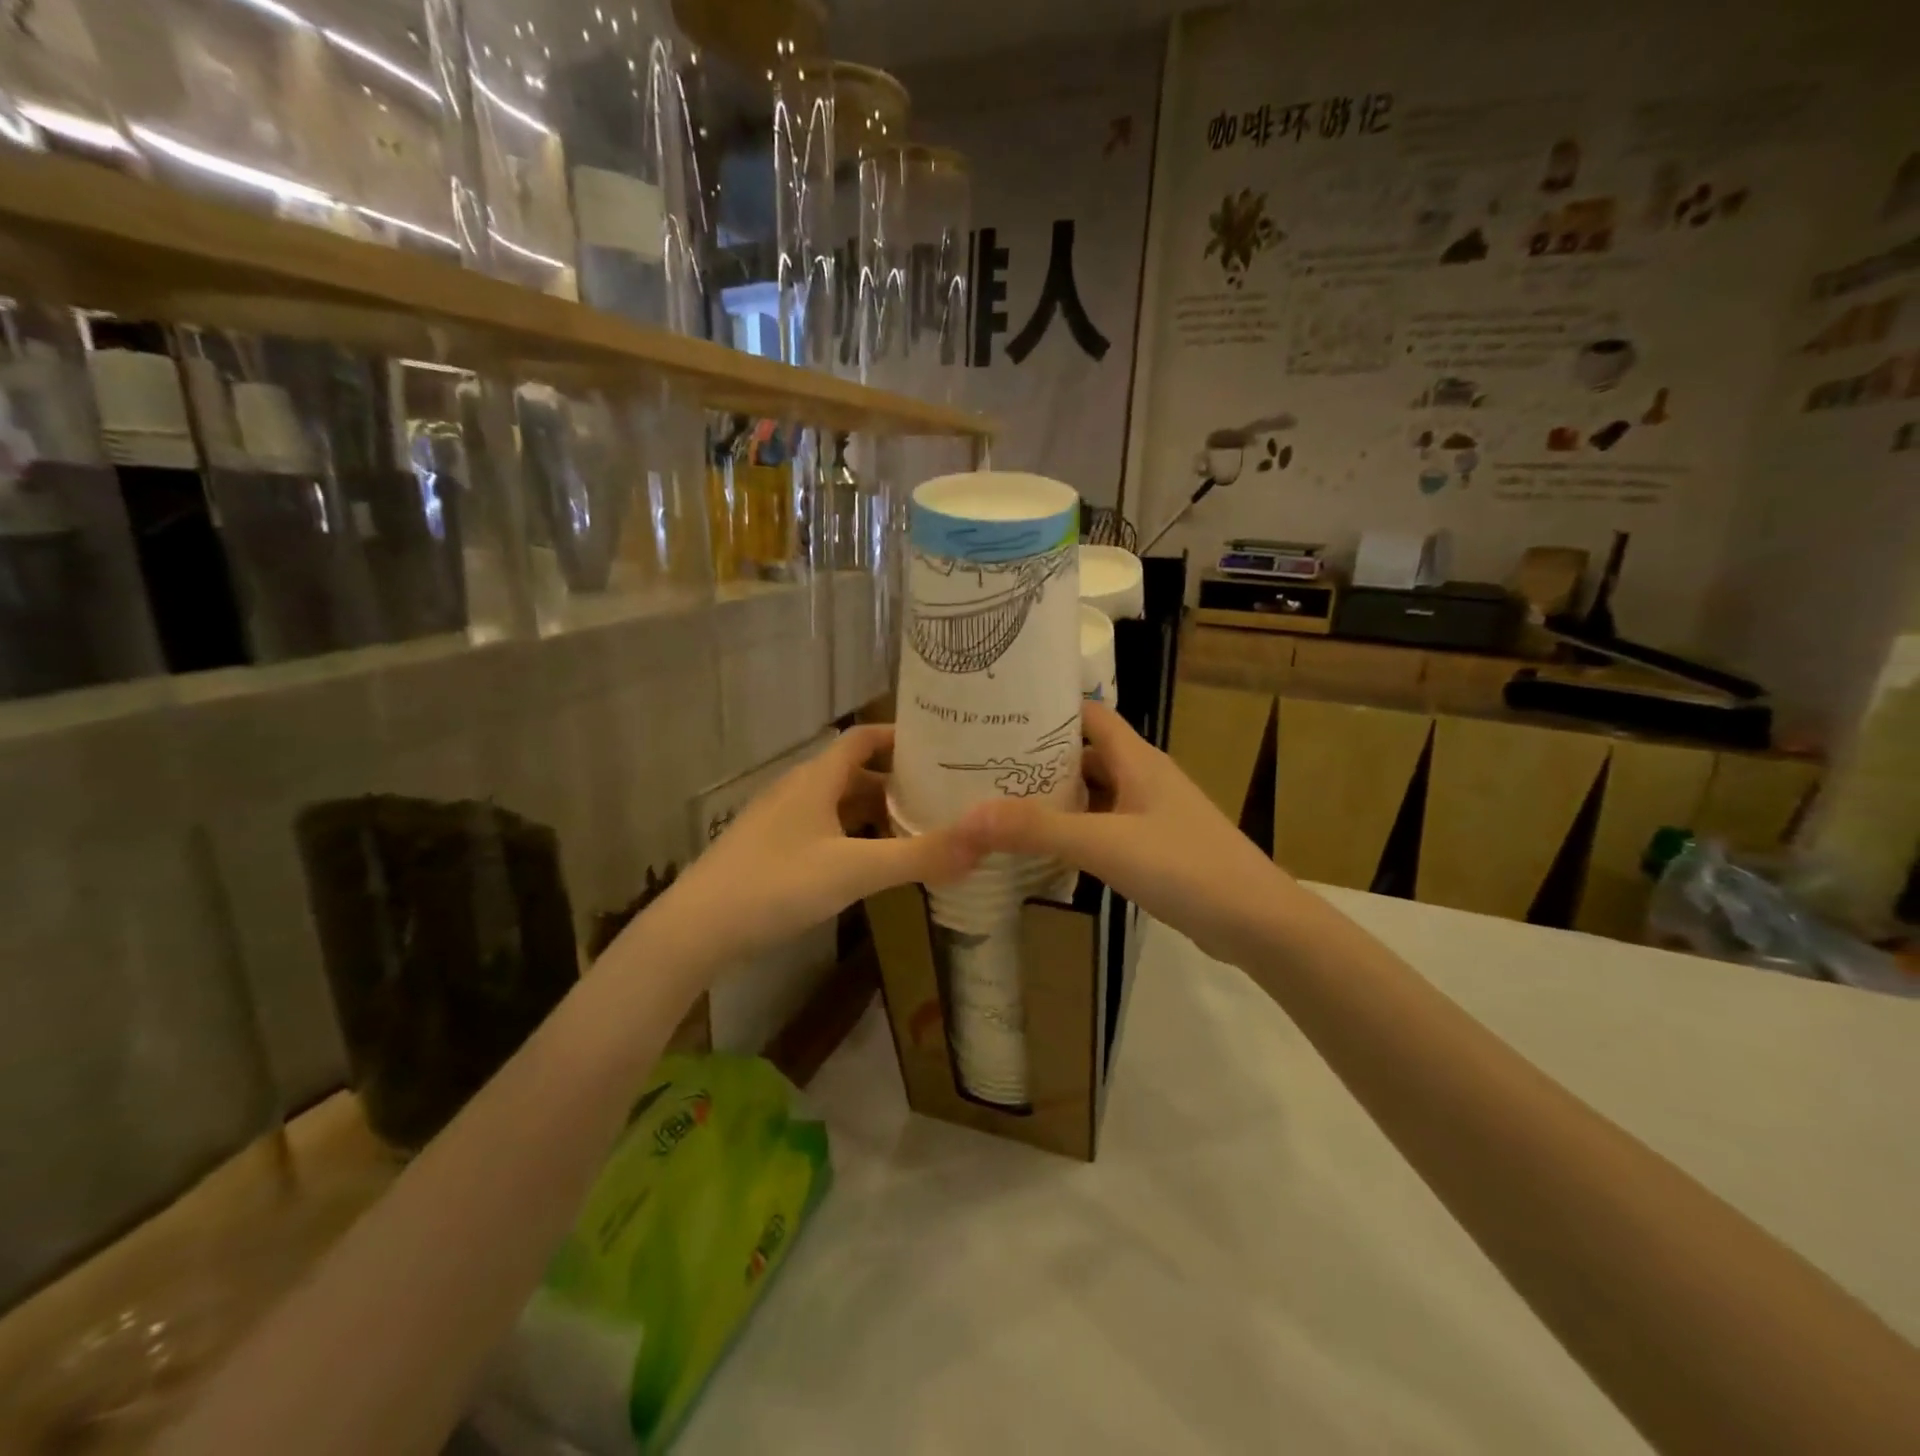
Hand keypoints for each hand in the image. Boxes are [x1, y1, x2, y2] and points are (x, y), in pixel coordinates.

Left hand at [635, 725, 982, 973]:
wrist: (696, 929)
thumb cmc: (775, 884)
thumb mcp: (853, 870)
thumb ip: (918, 857)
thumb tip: (983, 844)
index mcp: (816, 779)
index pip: (862, 738)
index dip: (899, 737)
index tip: (940, 747)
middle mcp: (798, 791)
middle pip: (855, 774)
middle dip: (897, 784)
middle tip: (942, 798)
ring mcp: (781, 822)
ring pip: (839, 806)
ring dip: (876, 815)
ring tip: (917, 832)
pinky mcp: (772, 852)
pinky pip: (824, 832)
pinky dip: (854, 840)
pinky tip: (871, 865)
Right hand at [957, 701, 1291, 964]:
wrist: (1257, 922)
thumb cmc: (1184, 866)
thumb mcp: (1105, 844)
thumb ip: (1038, 829)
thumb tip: (966, 817)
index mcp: (1137, 759)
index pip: (1087, 714)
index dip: (1046, 710)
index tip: (998, 716)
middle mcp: (1143, 778)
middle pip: (1084, 754)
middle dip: (1039, 758)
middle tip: (985, 765)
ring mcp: (1151, 814)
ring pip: (1094, 793)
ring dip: (1056, 797)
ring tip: (1002, 802)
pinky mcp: (1155, 847)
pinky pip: (1105, 826)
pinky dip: (1075, 830)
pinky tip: (1045, 847)